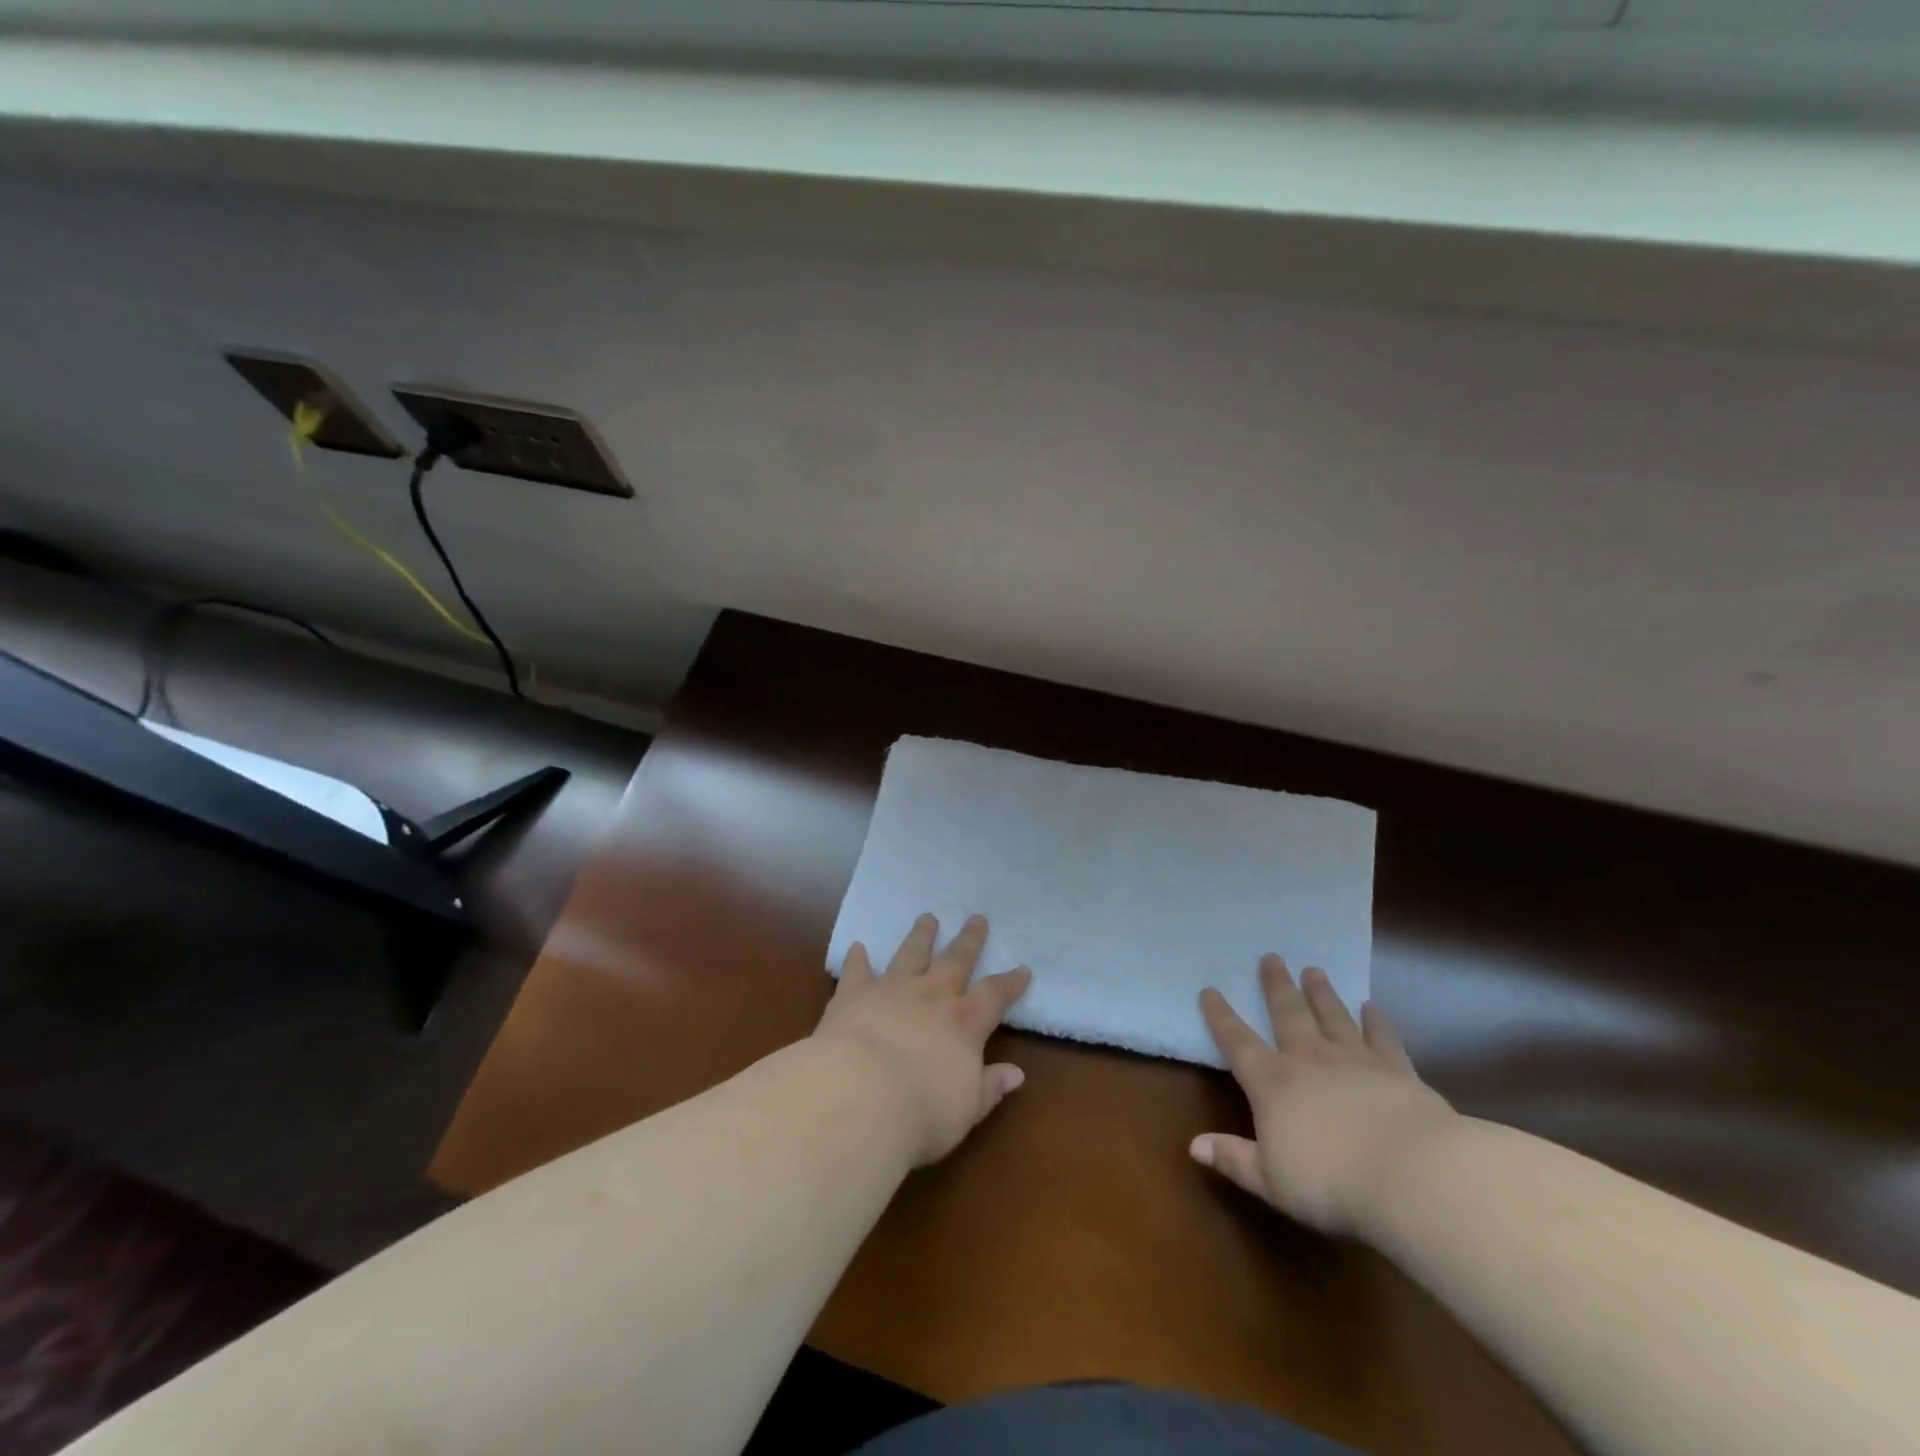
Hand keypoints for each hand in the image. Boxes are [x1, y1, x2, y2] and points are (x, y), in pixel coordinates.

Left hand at [812, 914, 1032, 1166]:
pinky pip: (857, 971)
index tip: (1022, 969)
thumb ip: (990, 1087)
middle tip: (976, 918)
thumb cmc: (921, 1112)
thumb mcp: (967, 1109)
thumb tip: (1016, 1074)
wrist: (860, 1096)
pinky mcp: (853, 995)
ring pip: (910, 954)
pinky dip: (857, 959)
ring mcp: (891, 990)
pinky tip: (857, 947)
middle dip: (969, 940)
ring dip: (921, 936)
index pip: (994, 995)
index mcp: (964, 1023)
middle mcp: (931, 996)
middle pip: (955, 960)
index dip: (1010, 982)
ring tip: (927, 918)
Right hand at [1192, 955, 1455, 1236]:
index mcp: (1272, 1083)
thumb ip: (1233, 1158)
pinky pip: (1383, 1038)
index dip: (1220, 1016)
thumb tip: (1194, 1145)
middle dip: (1276, 986)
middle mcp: (1309, 1059)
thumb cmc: (1330, 1182)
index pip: (1237, 1041)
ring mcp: (1354, 1060)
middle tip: (1271, 957)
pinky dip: (1377, 1021)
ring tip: (1313, 970)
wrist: (1411, 1175)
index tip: (1209, 990)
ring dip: (1321, 993)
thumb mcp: (1270, 1181)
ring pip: (1332, 1016)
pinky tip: (1373, 1007)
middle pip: (1287, 1014)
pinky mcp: (1396, 1070)